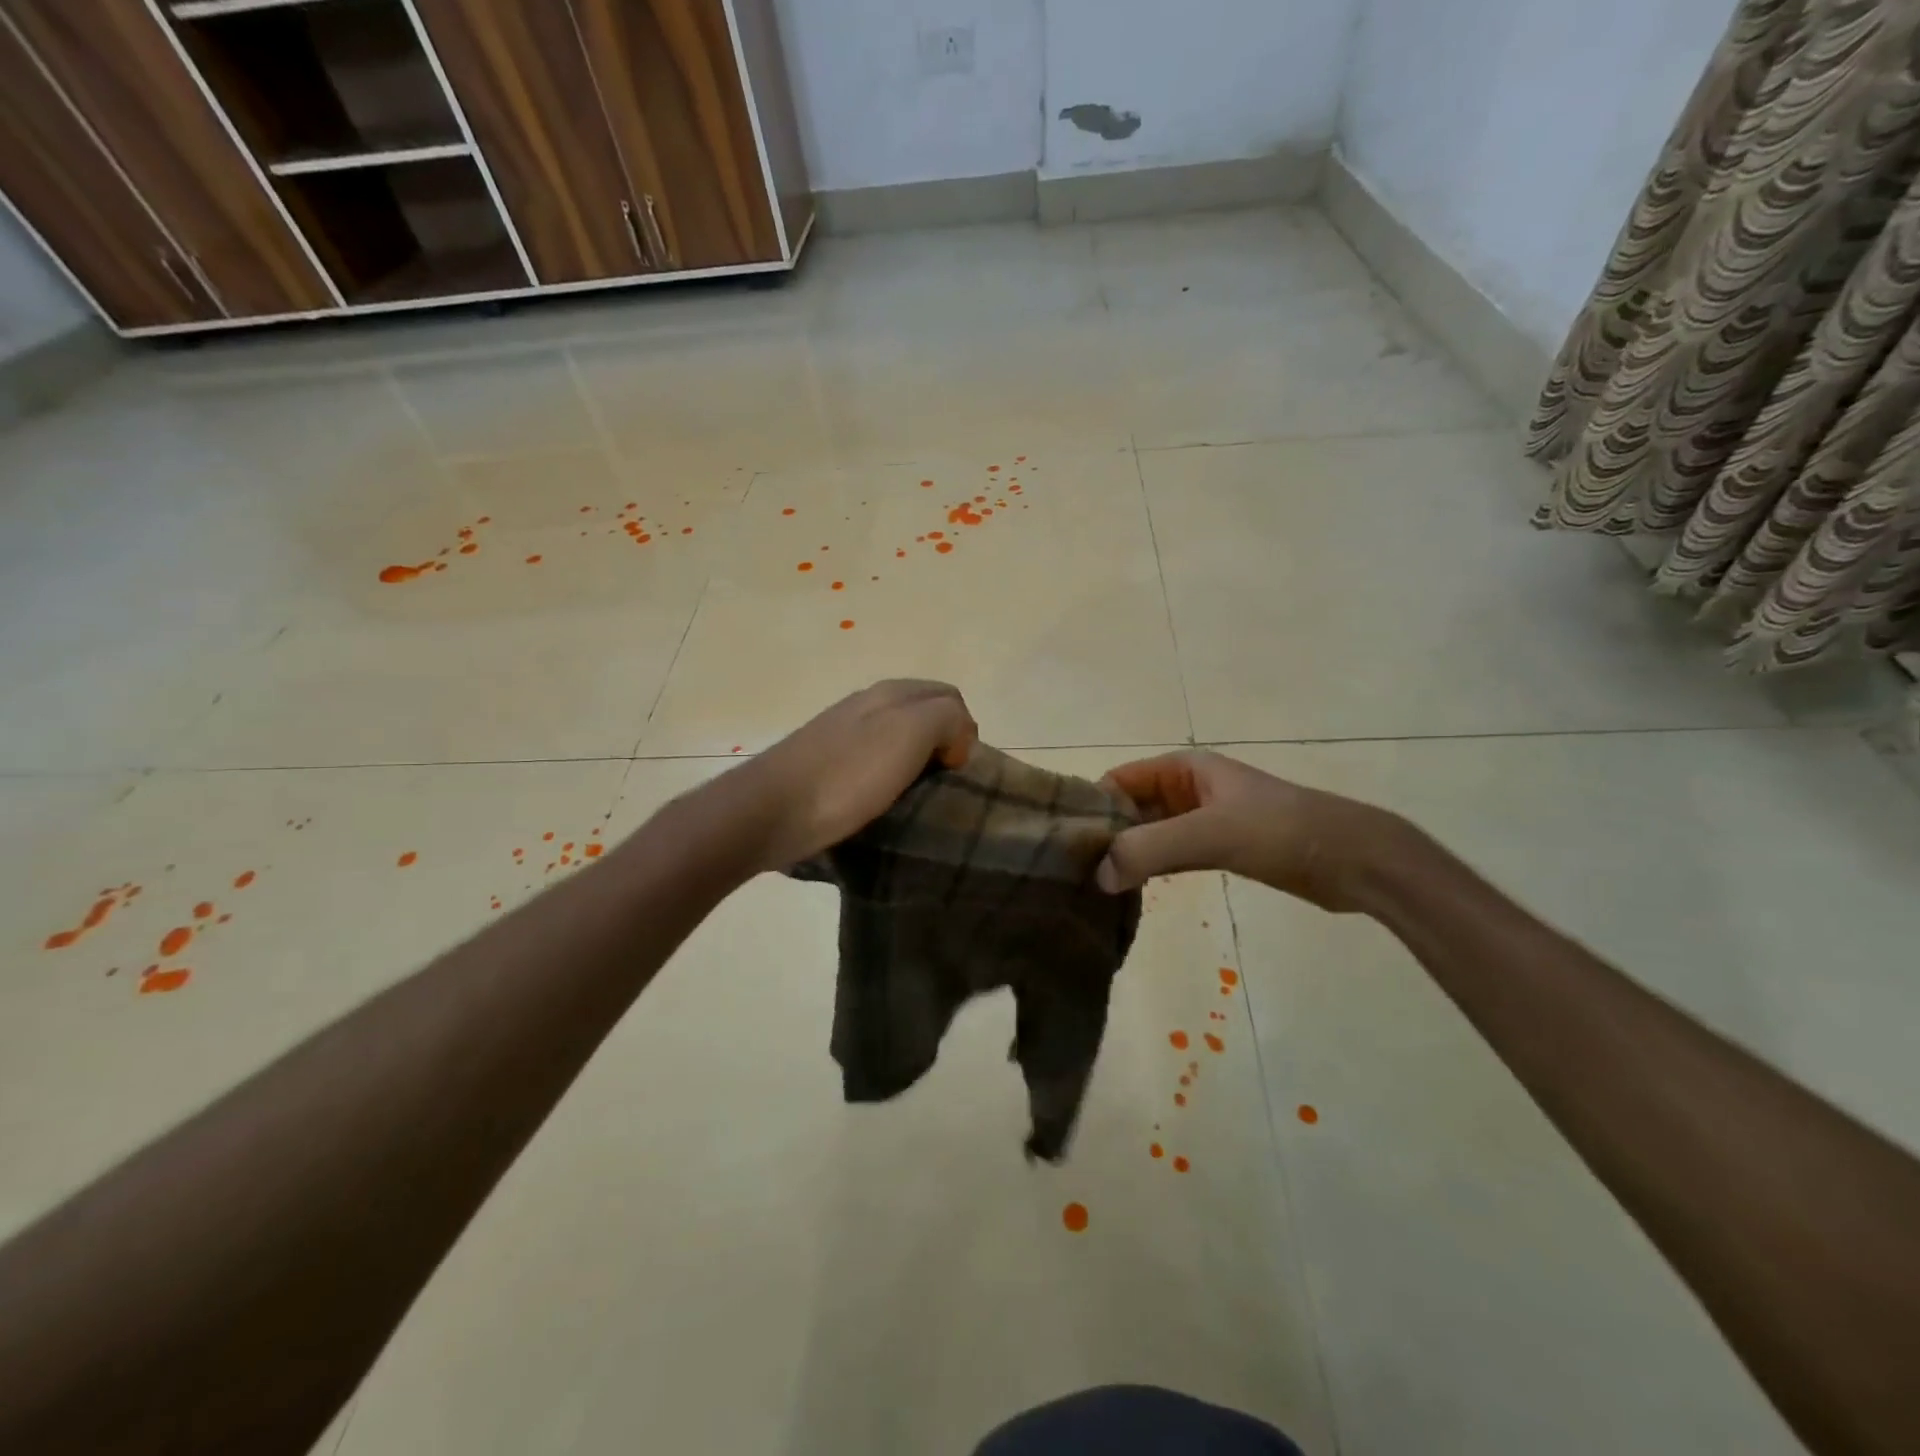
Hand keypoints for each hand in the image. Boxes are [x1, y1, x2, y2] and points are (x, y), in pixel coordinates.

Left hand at [742, 680, 977, 870]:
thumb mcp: (909, 734)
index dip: (964, 731)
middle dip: (942, 745)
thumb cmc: (846, 775)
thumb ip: (946, 717)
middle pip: (924, 715)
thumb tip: (955, 736)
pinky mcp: (826, 763)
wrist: (769, 812)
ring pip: (899, 739)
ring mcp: (843, 732)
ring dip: (915, 764)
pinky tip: (883, 801)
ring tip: (916, 798)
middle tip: (942, 785)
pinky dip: (889, 778)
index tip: (956, 770)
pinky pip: (873, 762)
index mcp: (891, 692)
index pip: (950, 697)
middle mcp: (867, 704)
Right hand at [1095, 750, 1405, 912]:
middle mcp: (1186, 789)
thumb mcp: (1211, 833)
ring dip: (1127, 855)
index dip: (1092, 806)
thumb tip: (1098, 877)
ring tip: (1093, 886)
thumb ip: (1151, 849)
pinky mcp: (1219, 849)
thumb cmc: (1280, 831)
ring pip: (1149, 834)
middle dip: (1106, 835)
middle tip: (1074, 873)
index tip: (1067, 844)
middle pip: (1130, 808)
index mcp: (1183, 769)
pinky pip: (1171, 855)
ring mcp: (1203, 820)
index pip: (1119, 780)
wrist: (1353, 859)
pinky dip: (1151, 869)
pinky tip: (1131, 893)